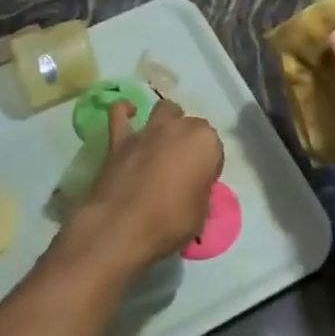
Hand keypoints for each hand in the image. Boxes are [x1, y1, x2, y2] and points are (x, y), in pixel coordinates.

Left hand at [62, 98, 223, 275]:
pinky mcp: (120, 137)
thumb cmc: (170, 222)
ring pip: (165, 109)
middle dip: (191, 141)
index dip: (209, 165)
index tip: (202, 183)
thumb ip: (200, 192)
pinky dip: (124, 112)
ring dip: (168, 120)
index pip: (215, 147)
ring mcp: (148, 129)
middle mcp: (179, 127)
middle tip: (184, 167)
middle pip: (192, 125)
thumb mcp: (200, 214)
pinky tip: (128, 116)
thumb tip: (193, 189)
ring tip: (164, 141)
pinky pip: (119, 112)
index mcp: (205, 143)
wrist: (122, 226)